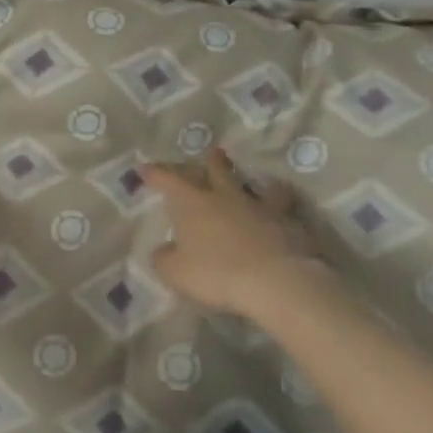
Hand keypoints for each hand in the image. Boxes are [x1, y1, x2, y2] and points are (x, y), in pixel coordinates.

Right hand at [143, 147, 329, 316]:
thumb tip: (164, 250)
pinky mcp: (287, 222)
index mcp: (192, 203)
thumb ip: (165, 259)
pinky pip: (284, 207)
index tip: (144, 167)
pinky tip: (286, 209)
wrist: (276, 280)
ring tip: (260, 180)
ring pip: (253, 186)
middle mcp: (224, 197)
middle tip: (213, 152)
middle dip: (211, 162)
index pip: (168, 180)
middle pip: (216, 171)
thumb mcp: (176, 272)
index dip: (155, 173)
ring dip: (252, 181)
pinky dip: (282, 205)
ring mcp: (259, 206)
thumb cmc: (217, 273)